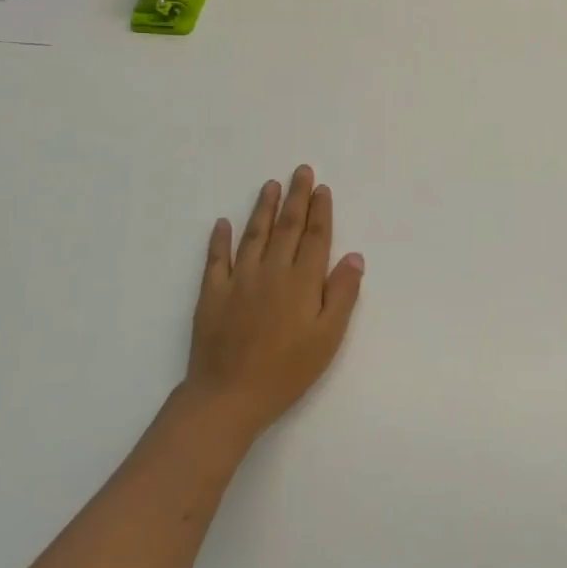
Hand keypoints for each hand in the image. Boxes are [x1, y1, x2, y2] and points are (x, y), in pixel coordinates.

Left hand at [183, 166, 364, 442]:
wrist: (228, 396)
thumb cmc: (287, 371)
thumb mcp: (327, 338)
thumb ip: (342, 294)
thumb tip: (354, 256)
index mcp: (302, 281)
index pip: (315, 237)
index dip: (320, 211)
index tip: (322, 188)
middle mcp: (271, 271)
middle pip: (287, 227)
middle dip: (296, 197)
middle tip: (300, 171)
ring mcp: (238, 279)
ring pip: (254, 234)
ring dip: (263, 208)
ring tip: (270, 185)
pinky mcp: (212, 294)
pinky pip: (216, 259)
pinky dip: (219, 239)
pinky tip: (222, 224)